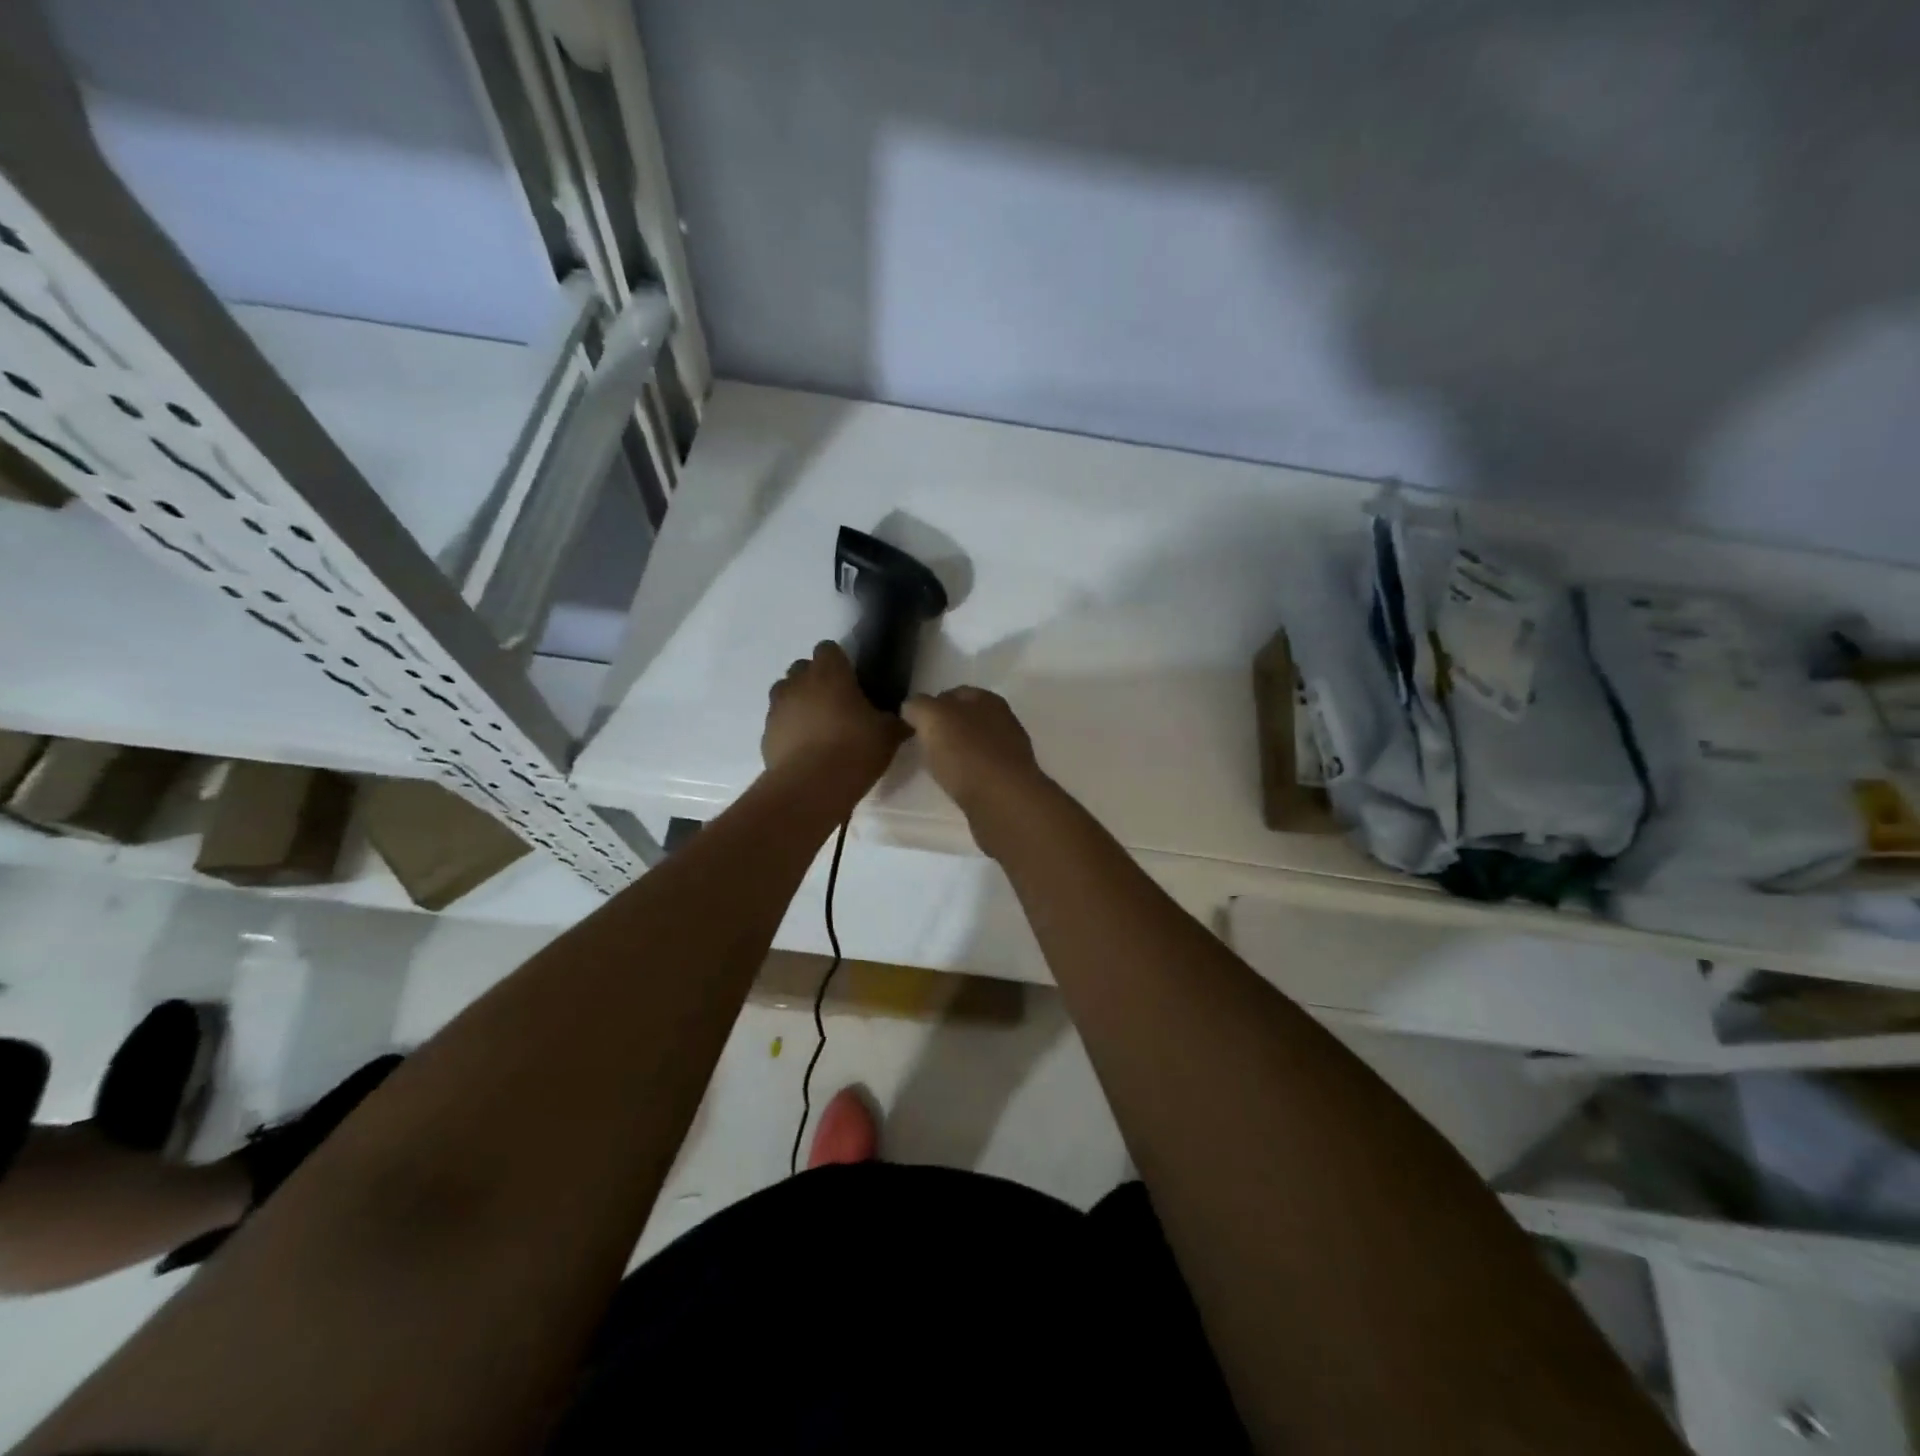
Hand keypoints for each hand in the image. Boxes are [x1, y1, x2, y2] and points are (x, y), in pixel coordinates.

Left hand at [763, 642, 904, 790]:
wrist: (812, 786)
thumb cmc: (855, 749)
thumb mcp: (888, 734)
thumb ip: (894, 720)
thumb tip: (905, 719)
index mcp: (829, 673)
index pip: (828, 649)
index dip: (839, 662)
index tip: (852, 681)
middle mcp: (798, 683)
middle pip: (802, 668)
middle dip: (816, 681)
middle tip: (836, 704)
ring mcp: (777, 708)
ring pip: (785, 693)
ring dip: (798, 703)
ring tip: (818, 727)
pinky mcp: (766, 734)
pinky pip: (778, 722)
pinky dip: (789, 730)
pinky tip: (806, 750)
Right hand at [901, 687, 1050, 851]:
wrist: (1003, 802)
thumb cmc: (967, 753)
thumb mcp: (932, 718)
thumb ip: (918, 706)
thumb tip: (912, 709)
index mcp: (988, 700)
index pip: (955, 693)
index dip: (932, 704)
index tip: (913, 723)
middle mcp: (1003, 722)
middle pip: (967, 719)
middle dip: (945, 729)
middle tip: (922, 745)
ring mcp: (1009, 753)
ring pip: (974, 746)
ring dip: (957, 753)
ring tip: (936, 767)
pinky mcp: (1009, 782)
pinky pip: (981, 771)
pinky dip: (967, 775)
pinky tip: (956, 785)